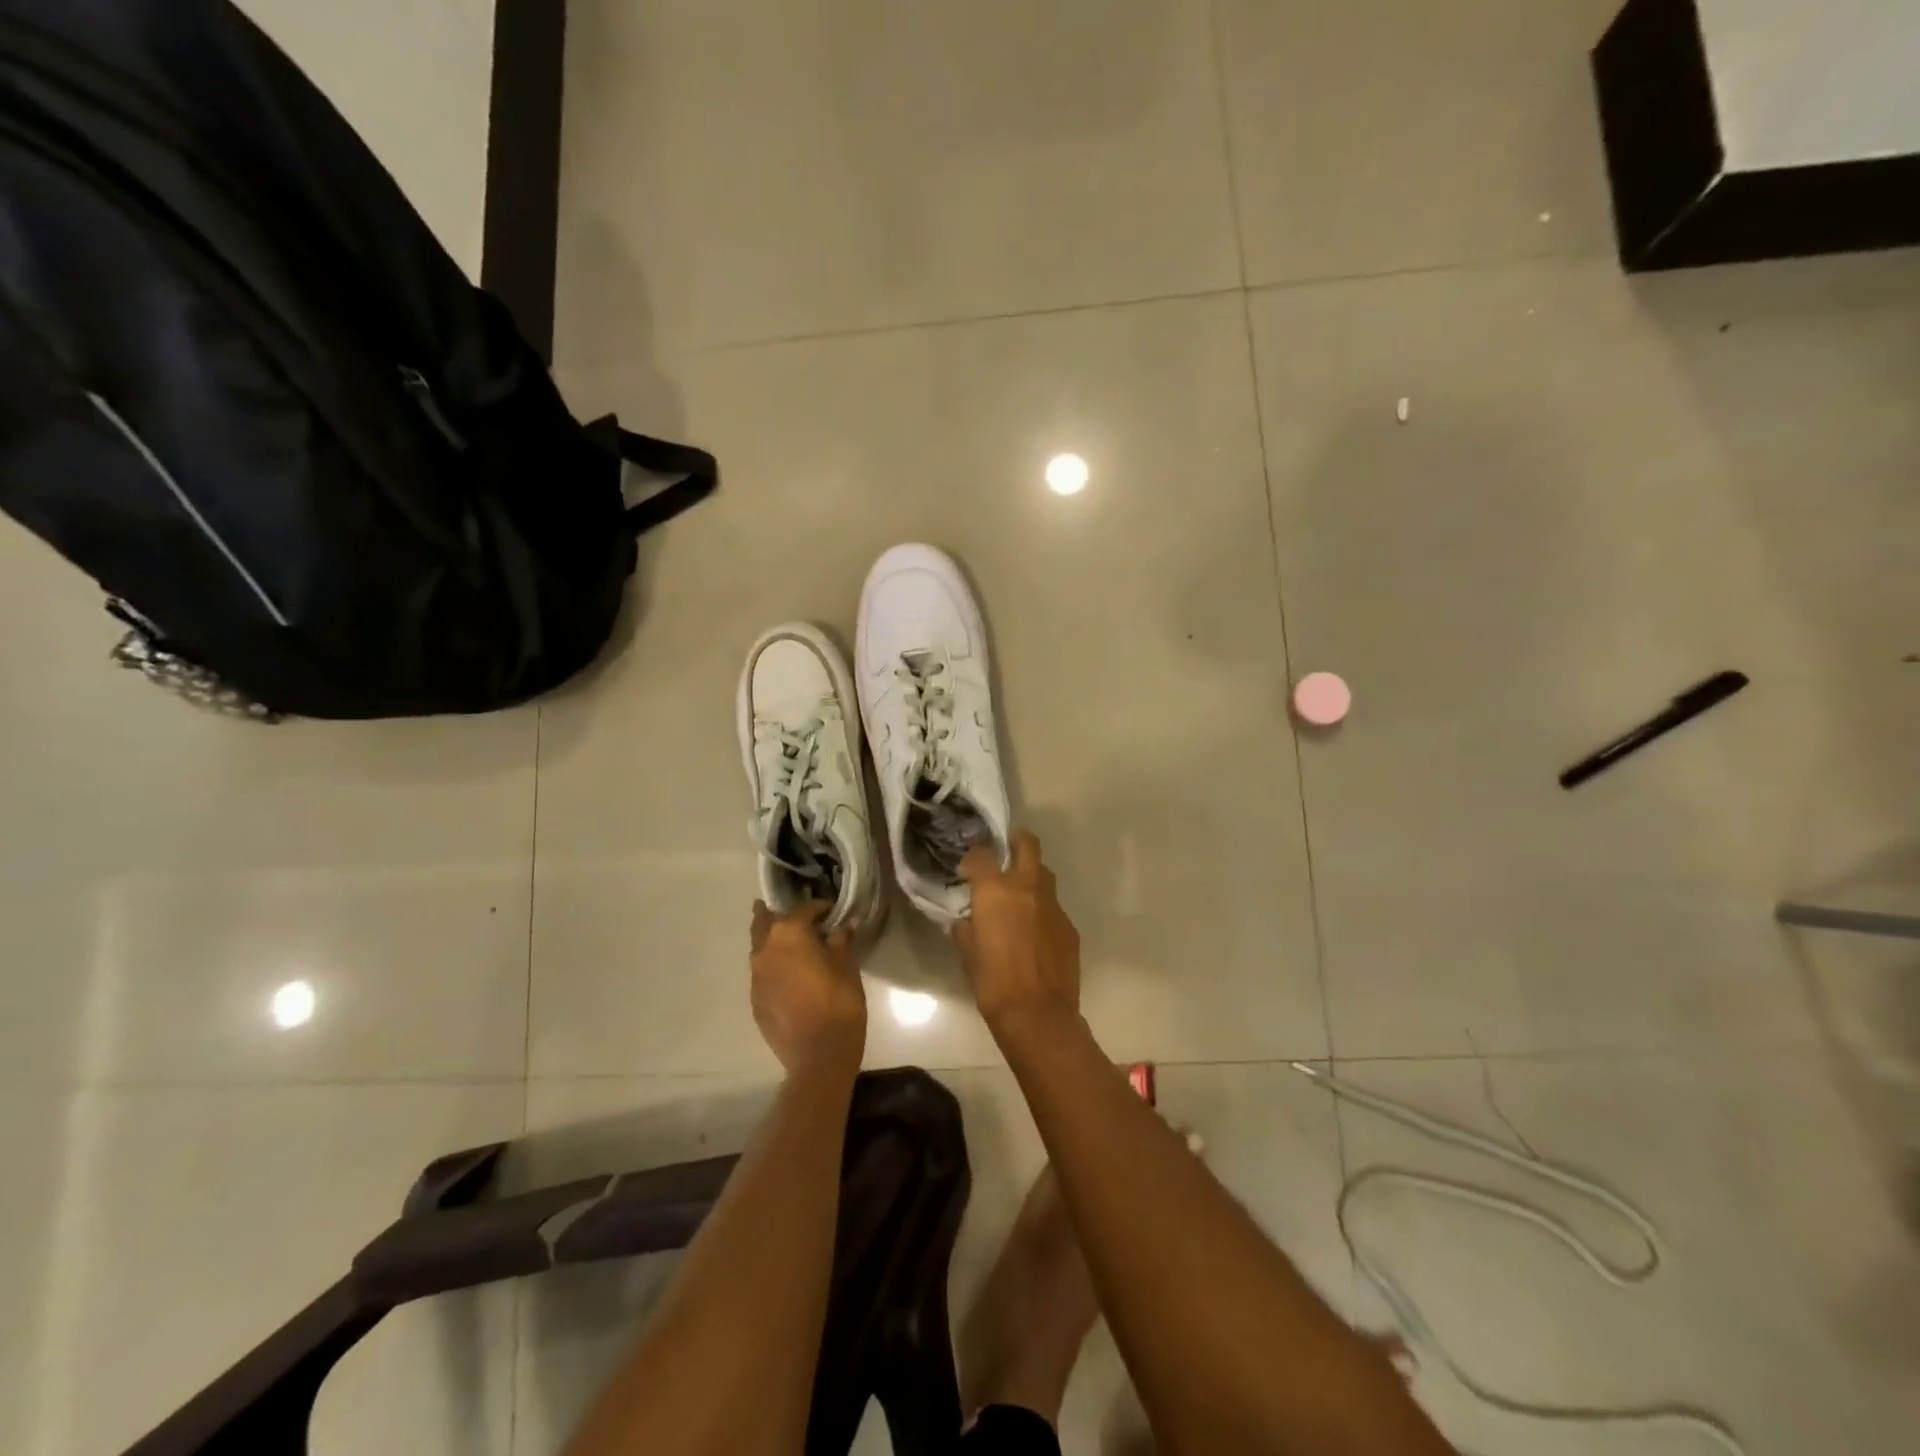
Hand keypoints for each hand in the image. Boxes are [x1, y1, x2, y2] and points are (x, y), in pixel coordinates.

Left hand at [750, 901, 865, 1072]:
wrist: (818, 1053)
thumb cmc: (838, 1001)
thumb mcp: (847, 965)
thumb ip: (842, 940)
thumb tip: (845, 924)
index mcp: (788, 933)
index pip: (804, 909)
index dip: (821, 908)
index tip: (833, 912)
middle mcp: (765, 949)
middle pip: (765, 922)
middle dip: (776, 914)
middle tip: (793, 916)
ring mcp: (756, 977)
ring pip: (760, 948)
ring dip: (773, 942)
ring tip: (791, 946)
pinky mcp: (755, 1000)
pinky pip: (762, 974)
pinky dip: (773, 967)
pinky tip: (788, 977)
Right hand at [953, 832, 1081, 1028]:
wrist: (1037, 1014)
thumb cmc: (992, 982)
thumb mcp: (967, 952)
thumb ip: (966, 927)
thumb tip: (967, 918)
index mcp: (995, 890)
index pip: (981, 854)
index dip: (972, 858)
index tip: (967, 871)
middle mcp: (1026, 887)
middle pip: (1027, 844)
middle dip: (1015, 841)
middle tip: (1004, 854)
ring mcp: (1053, 904)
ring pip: (1044, 873)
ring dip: (1031, 876)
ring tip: (1019, 895)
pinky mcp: (1069, 925)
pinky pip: (1054, 906)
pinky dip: (1042, 909)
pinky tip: (1035, 931)